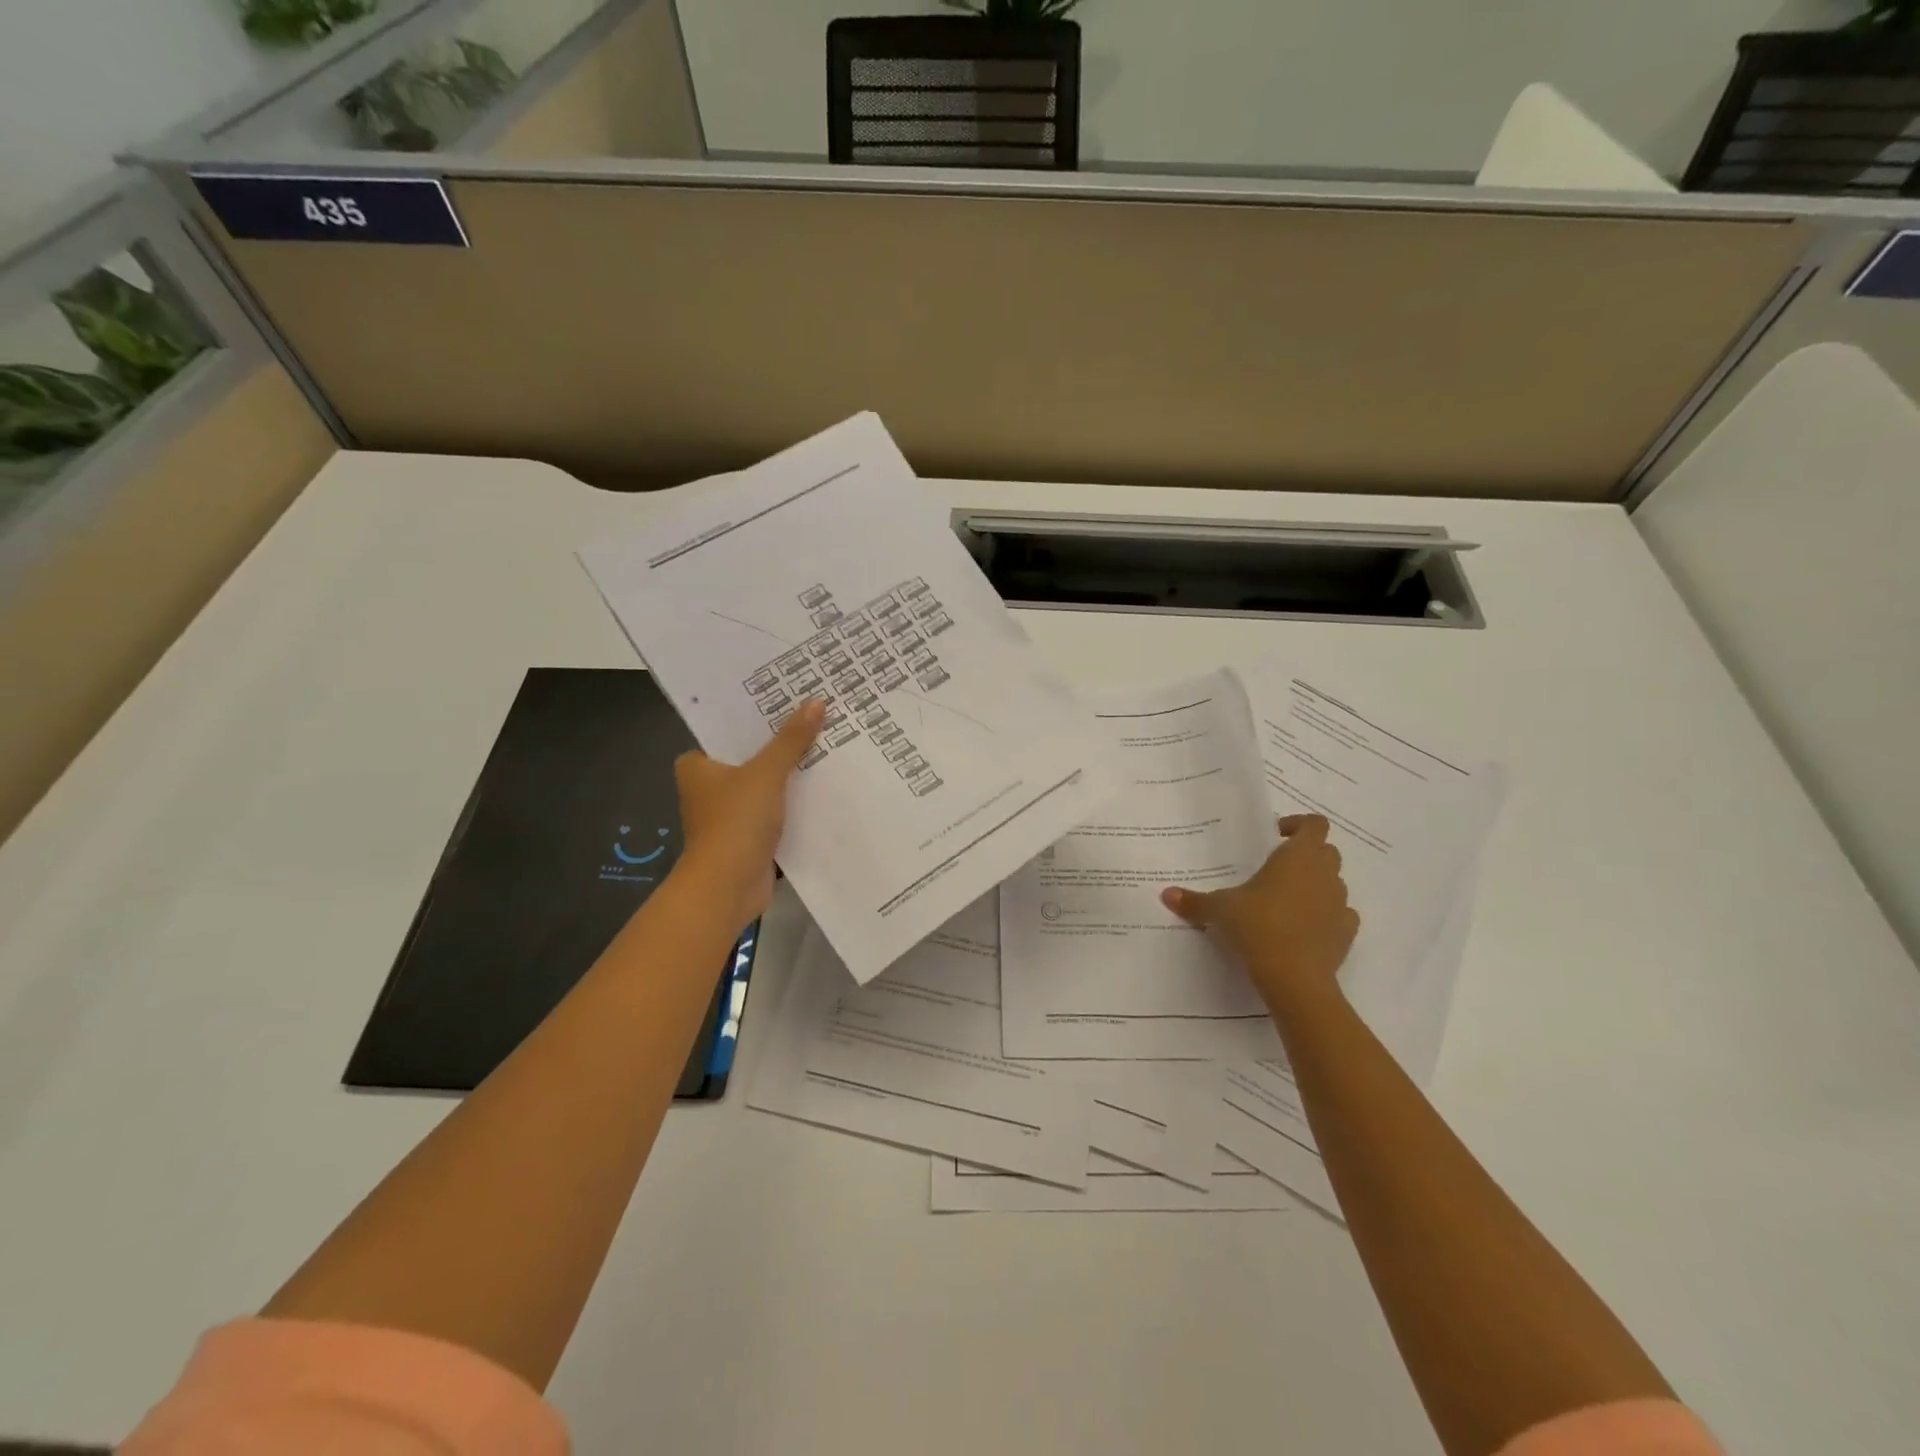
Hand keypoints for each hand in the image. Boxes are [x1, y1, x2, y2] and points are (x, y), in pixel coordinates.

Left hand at [672, 700, 823, 929]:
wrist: (727, 888)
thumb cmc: (735, 822)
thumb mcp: (766, 773)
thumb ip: (791, 740)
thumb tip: (817, 702)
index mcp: (697, 766)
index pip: (729, 730)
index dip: (758, 715)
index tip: (789, 697)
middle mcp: (708, 787)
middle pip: (751, 756)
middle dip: (781, 743)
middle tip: (816, 716)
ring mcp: (729, 814)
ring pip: (766, 784)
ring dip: (791, 774)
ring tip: (828, 745)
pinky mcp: (748, 837)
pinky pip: (776, 810)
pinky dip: (794, 803)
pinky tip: (824, 786)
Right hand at [1161, 814, 1359, 1014]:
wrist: (1294, 977)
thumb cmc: (1258, 926)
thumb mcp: (1219, 910)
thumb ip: (1195, 901)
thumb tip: (1166, 894)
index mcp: (1298, 857)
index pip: (1314, 824)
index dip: (1298, 825)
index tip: (1275, 835)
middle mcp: (1325, 874)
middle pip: (1326, 851)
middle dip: (1306, 855)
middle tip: (1276, 868)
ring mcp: (1340, 904)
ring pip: (1334, 883)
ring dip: (1316, 885)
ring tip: (1286, 901)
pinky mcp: (1347, 933)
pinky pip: (1340, 915)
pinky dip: (1326, 916)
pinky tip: (1303, 929)